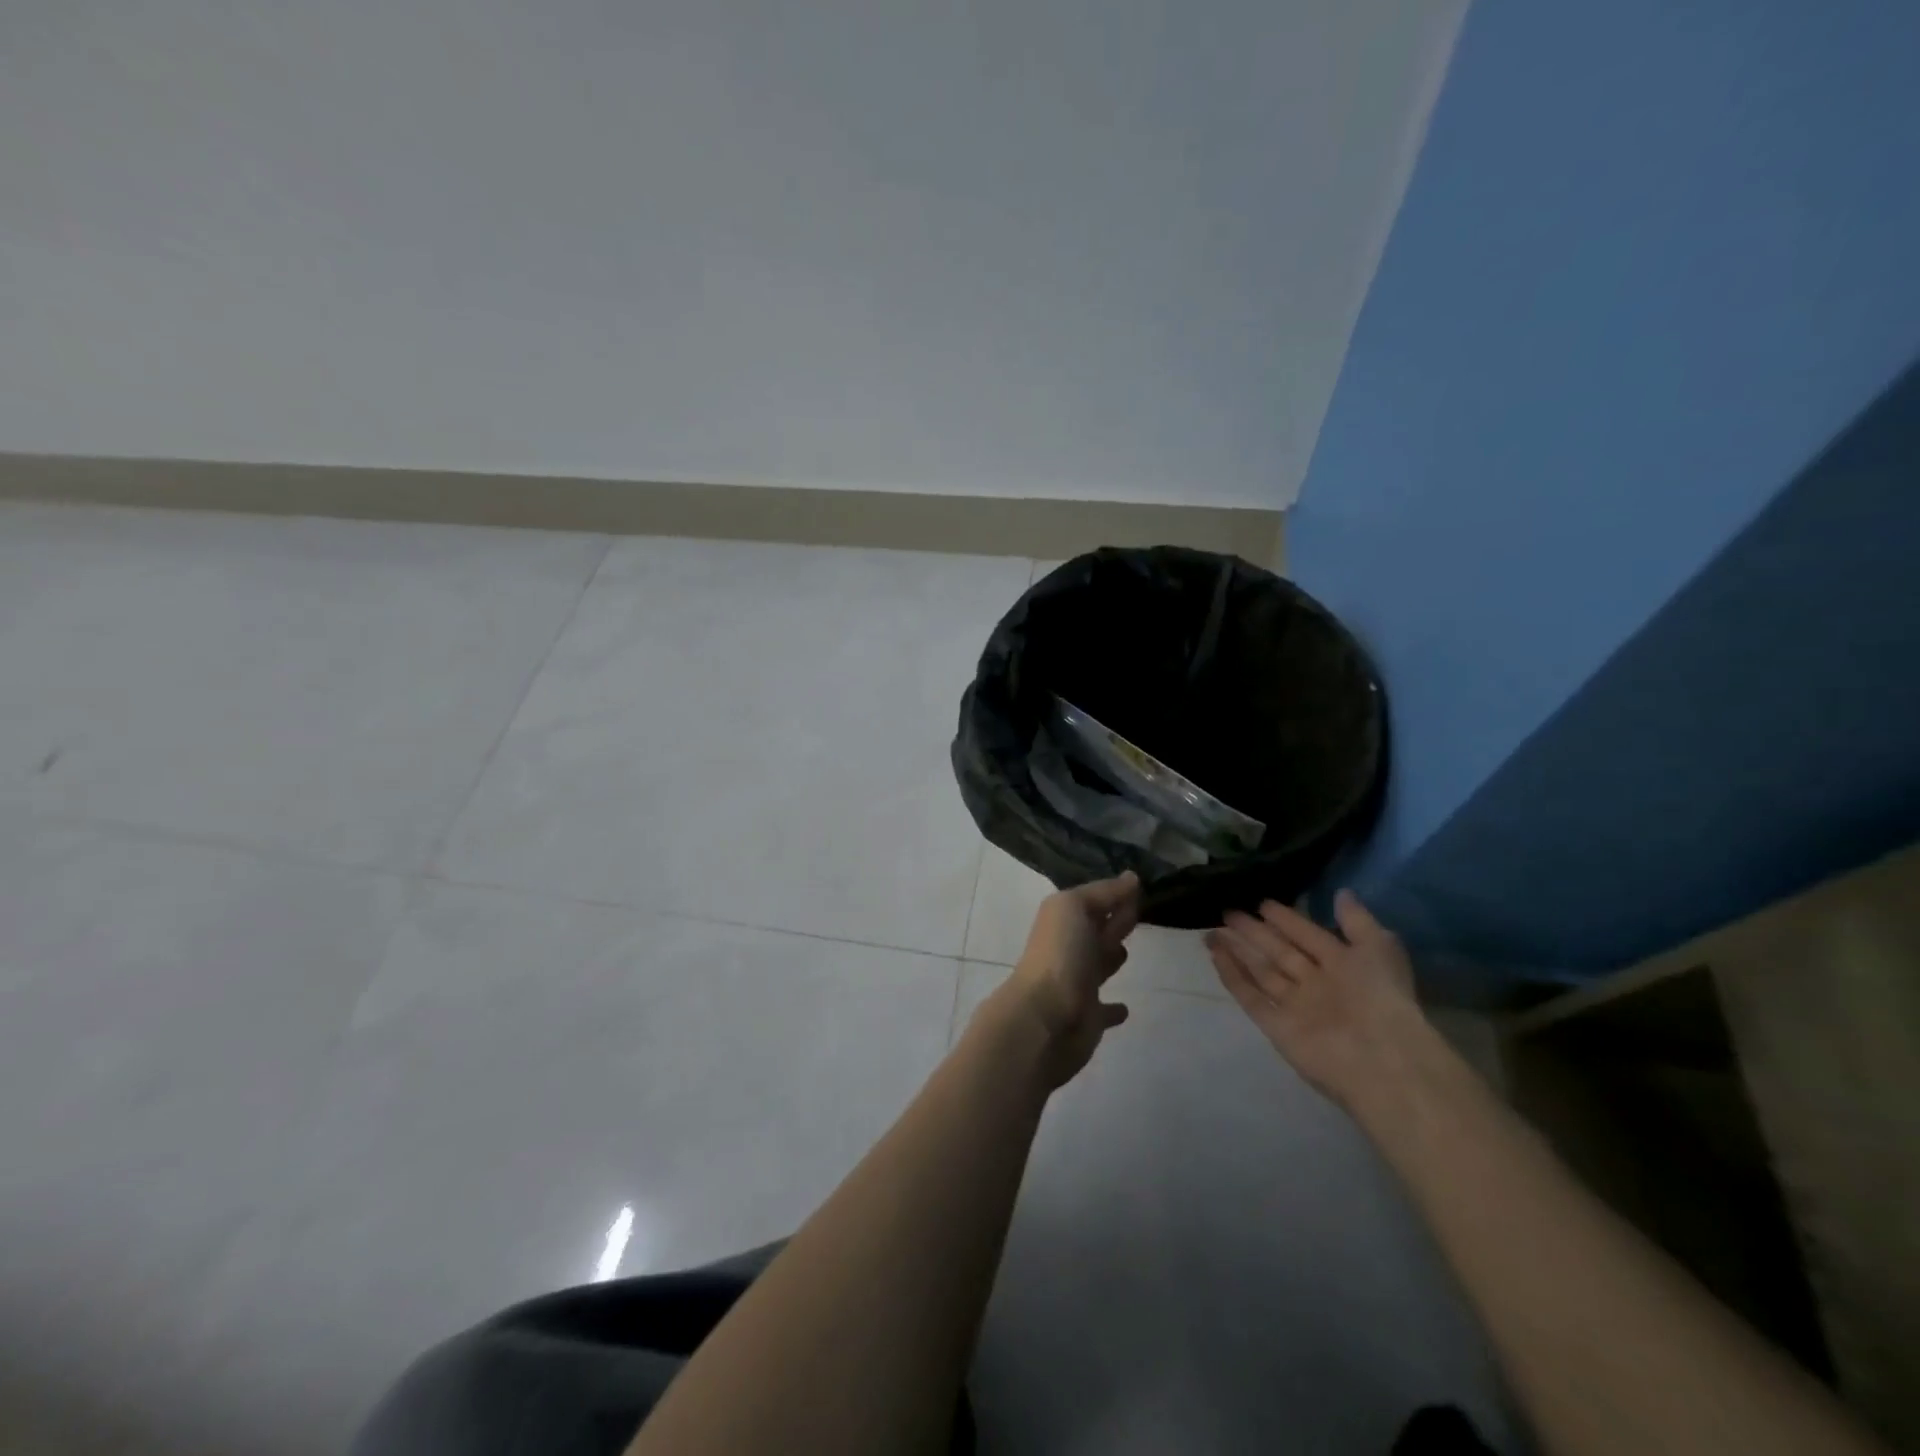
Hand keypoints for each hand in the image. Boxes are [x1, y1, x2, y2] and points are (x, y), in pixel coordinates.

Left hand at [982, 871, 1139, 1086]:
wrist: (1045, 1017)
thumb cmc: (1060, 954)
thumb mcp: (1075, 907)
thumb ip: (1103, 892)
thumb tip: (1131, 877)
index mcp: (1063, 920)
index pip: (1092, 901)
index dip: (1112, 893)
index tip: (1137, 886)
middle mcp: (1070, 949)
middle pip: (1096, 930)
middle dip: (1113, 920)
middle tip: (1136, 912)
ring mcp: (1078, 984)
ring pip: (1099, 964)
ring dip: (1110, 957)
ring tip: (1125, 950)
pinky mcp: (1089, 1017)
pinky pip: (1105, 1010)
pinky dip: (1113, 1008)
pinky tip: (1125, 1009)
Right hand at [1204, 890, 1431, 1109]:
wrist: (1381, 1058)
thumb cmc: (1382, 997)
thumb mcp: (1378, 948)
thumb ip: (1357, 920)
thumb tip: (1341, 892)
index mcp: (1343, 965)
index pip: (1307, 935)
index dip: (1286, 919)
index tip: (1260, 902)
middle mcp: (1317, 984)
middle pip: (1279, 952)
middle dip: (1254, 932)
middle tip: (1227, 912)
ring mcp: (1295, 1006)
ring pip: (1261, 972)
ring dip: (1237, 951)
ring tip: (1211, 931)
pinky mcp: (1277, 1027)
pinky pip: (1251, 998)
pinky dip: (1232, 978)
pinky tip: (1215, 956)